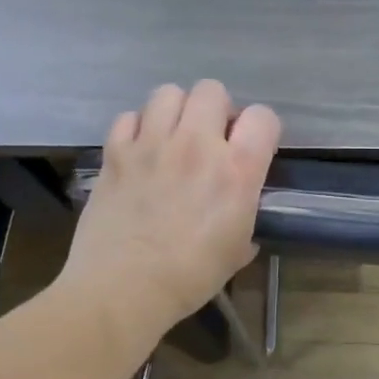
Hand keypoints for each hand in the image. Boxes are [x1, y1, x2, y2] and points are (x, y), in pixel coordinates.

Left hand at [56, 80, 280, 334]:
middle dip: (216, 110)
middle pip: (212, 90)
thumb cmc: (191, 276)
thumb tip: (239, 212)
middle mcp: (197, 145)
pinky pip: (128, 117)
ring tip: (173, 138)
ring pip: (168, 93)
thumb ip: (245, 215)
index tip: (252, 148)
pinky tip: (140, 152)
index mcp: (237, 170)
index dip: (261, 129)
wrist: (124, 288)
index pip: (263, 117)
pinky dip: (137, 128)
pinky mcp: (115, 153)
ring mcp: (151, 145)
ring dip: (176, 111)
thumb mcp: (238, 248)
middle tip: (210, 139)